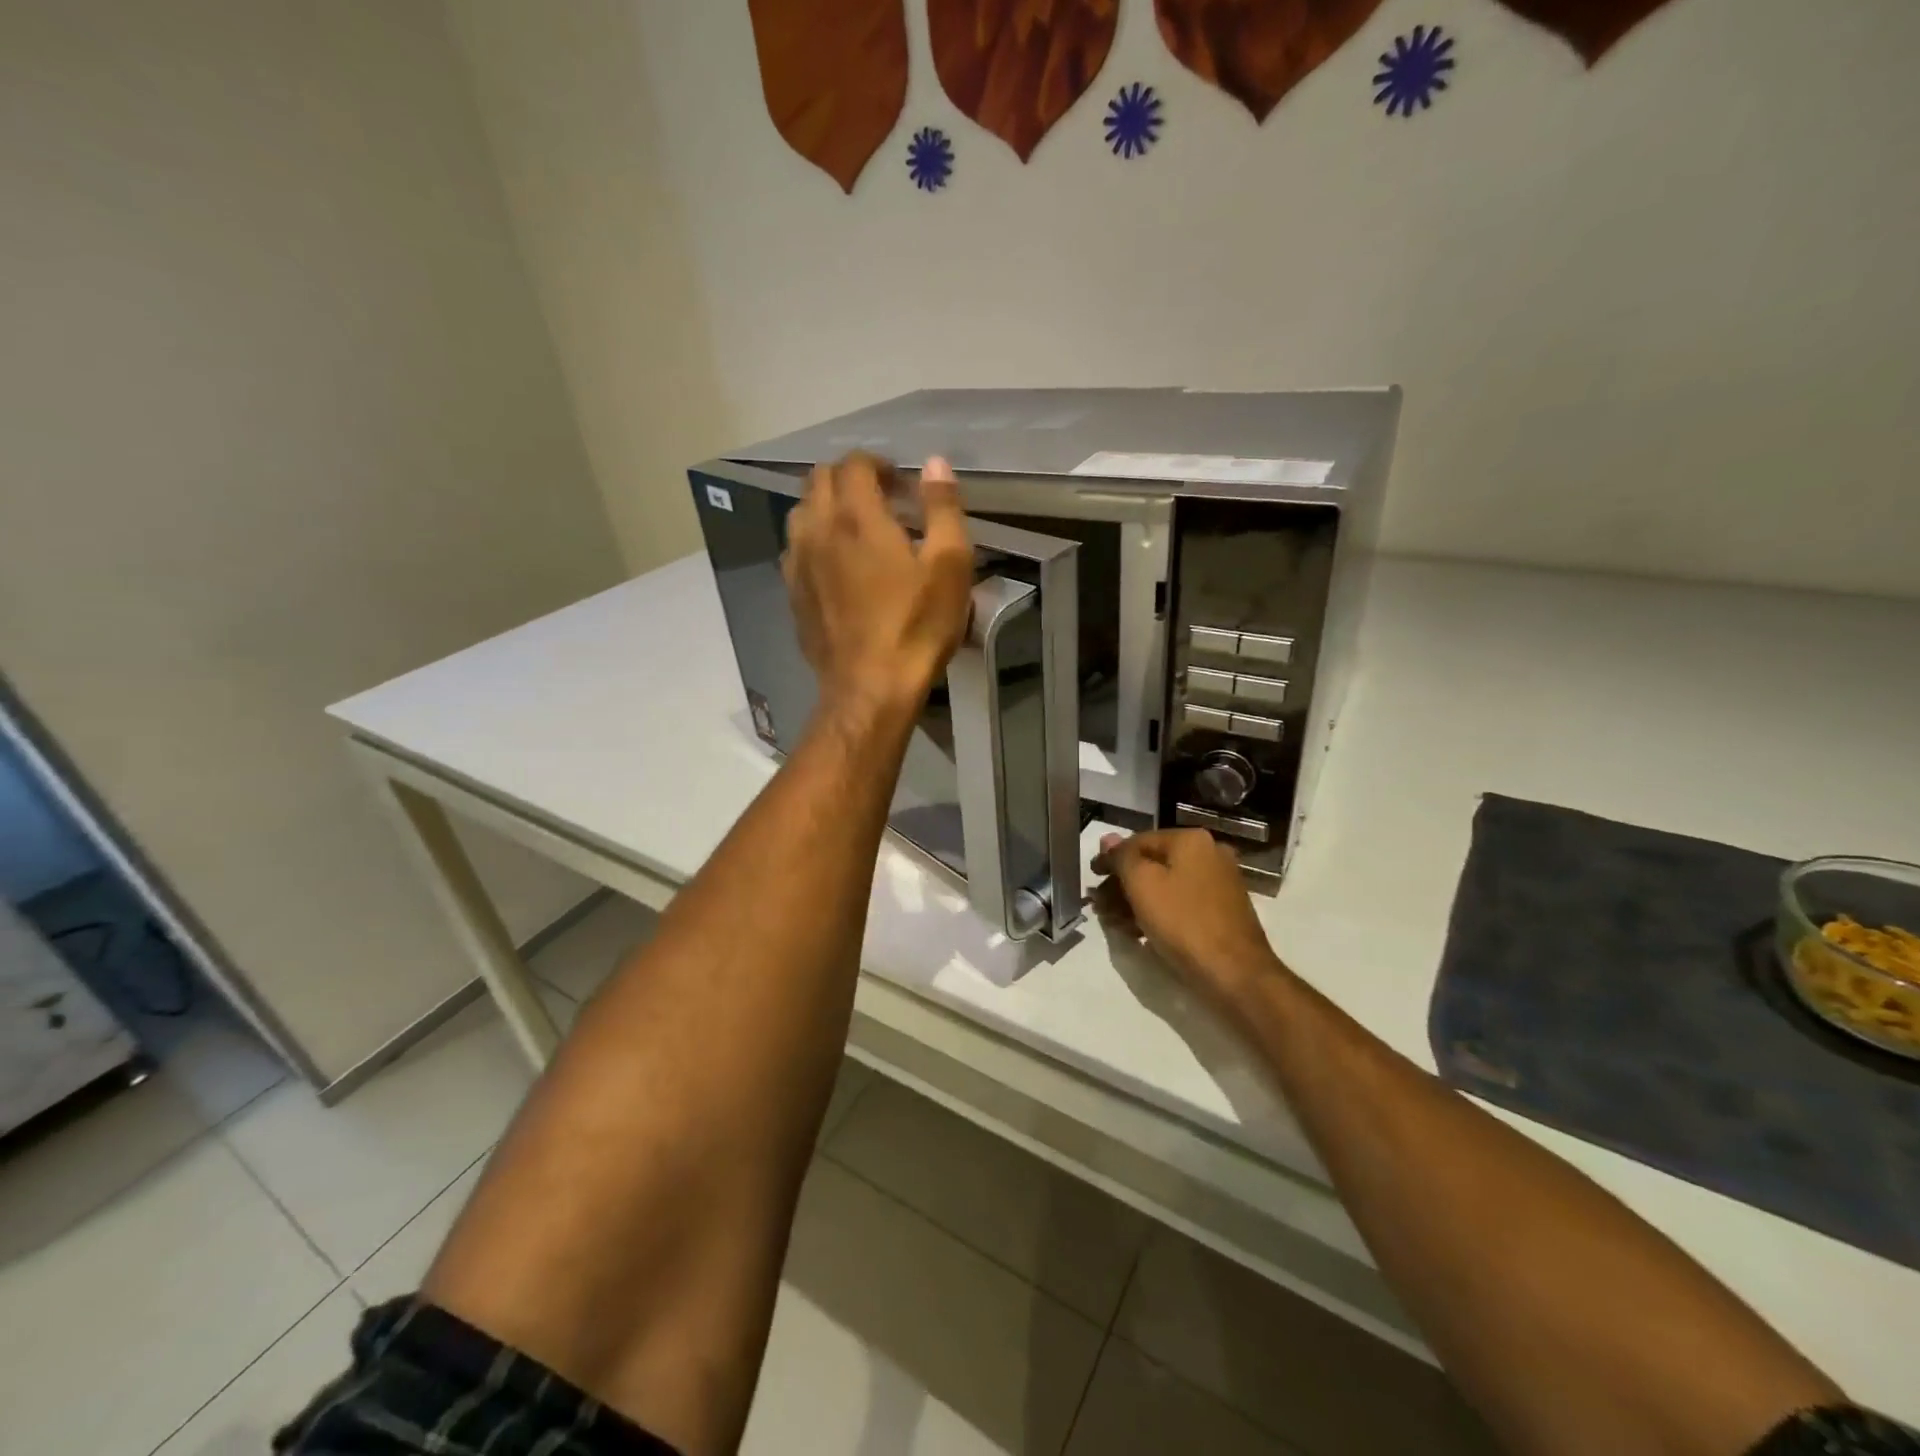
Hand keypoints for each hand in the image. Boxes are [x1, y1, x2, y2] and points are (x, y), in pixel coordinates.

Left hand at [784, 453, 973, 723]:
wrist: (870, 688)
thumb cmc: (916, 626)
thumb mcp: (950, 565)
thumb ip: (943, 508)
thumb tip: (935, 463)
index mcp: (857, 517)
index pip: (853, 464)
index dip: (877, 463)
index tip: (899, 483)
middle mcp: (818, 530)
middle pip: (818, 480)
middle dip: (848, 478)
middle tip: (879, 499)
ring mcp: (798, 563)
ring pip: (800, 512)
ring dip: (825, 506)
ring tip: (854, 528)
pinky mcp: (792, 593)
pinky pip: (795, 549)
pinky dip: (814, 540)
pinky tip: (836, 565)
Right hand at [1091, 829, 1283, 1005]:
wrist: (1235, 974)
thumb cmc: (1183, 922)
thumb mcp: (1142, 884)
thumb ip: (1121, 857)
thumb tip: (1107, 839)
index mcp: (1191, 840)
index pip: (1138, 841)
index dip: (1110, 859)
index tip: (1092, 879)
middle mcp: (1209, 854)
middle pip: (1152, 863)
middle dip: (1122, 884)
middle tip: (1099, 905)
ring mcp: (1219, 883)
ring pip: (1165, 885)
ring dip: (1135, 901)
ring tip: (1113, 923)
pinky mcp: (1221, 911)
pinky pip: (1180, 903)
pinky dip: (1157, 913)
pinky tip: (1138, 933)